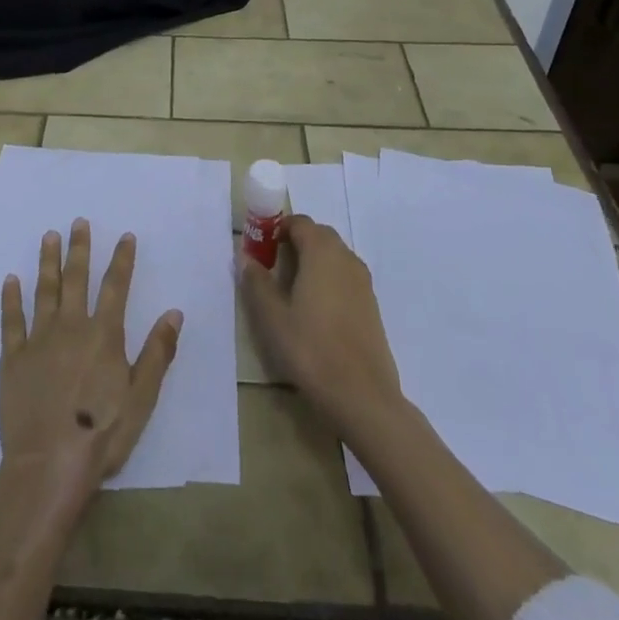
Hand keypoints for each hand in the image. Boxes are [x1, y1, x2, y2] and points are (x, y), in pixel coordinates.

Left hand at [0, 219, 182, 512]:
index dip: (122, 260)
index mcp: (103, 335)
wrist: (48, 466)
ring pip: (44, 290)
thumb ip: (158, 353)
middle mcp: (71, 326)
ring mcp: (39, 340)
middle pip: (76, 279)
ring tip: (49, 236)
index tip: (126, 236)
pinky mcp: (13, 358)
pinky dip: (11, 298)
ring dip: (48, 262)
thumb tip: (174, 312)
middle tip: (78, 221)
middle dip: (80, 248)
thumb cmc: (101, 436)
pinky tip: (10, 279)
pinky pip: (11, 320)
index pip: (116, 287)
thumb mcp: (141, 399)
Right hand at [239, 214, 404, 436]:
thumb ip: (257, 282)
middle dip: (295, 243)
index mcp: (322, 252)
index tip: (261, 248)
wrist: (363, 397)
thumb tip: (247, 258)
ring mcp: (363, 282)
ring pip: (334, 257)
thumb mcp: (272, 317)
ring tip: (292, 291)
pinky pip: (345, 277)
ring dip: (313, 262)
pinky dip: (329, 281)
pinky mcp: (372, 305)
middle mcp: (346, 258)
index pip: (299, 222)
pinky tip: (316, 312)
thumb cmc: (311, 350)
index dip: (278, 229)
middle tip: (273, 267)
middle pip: (319, 235)